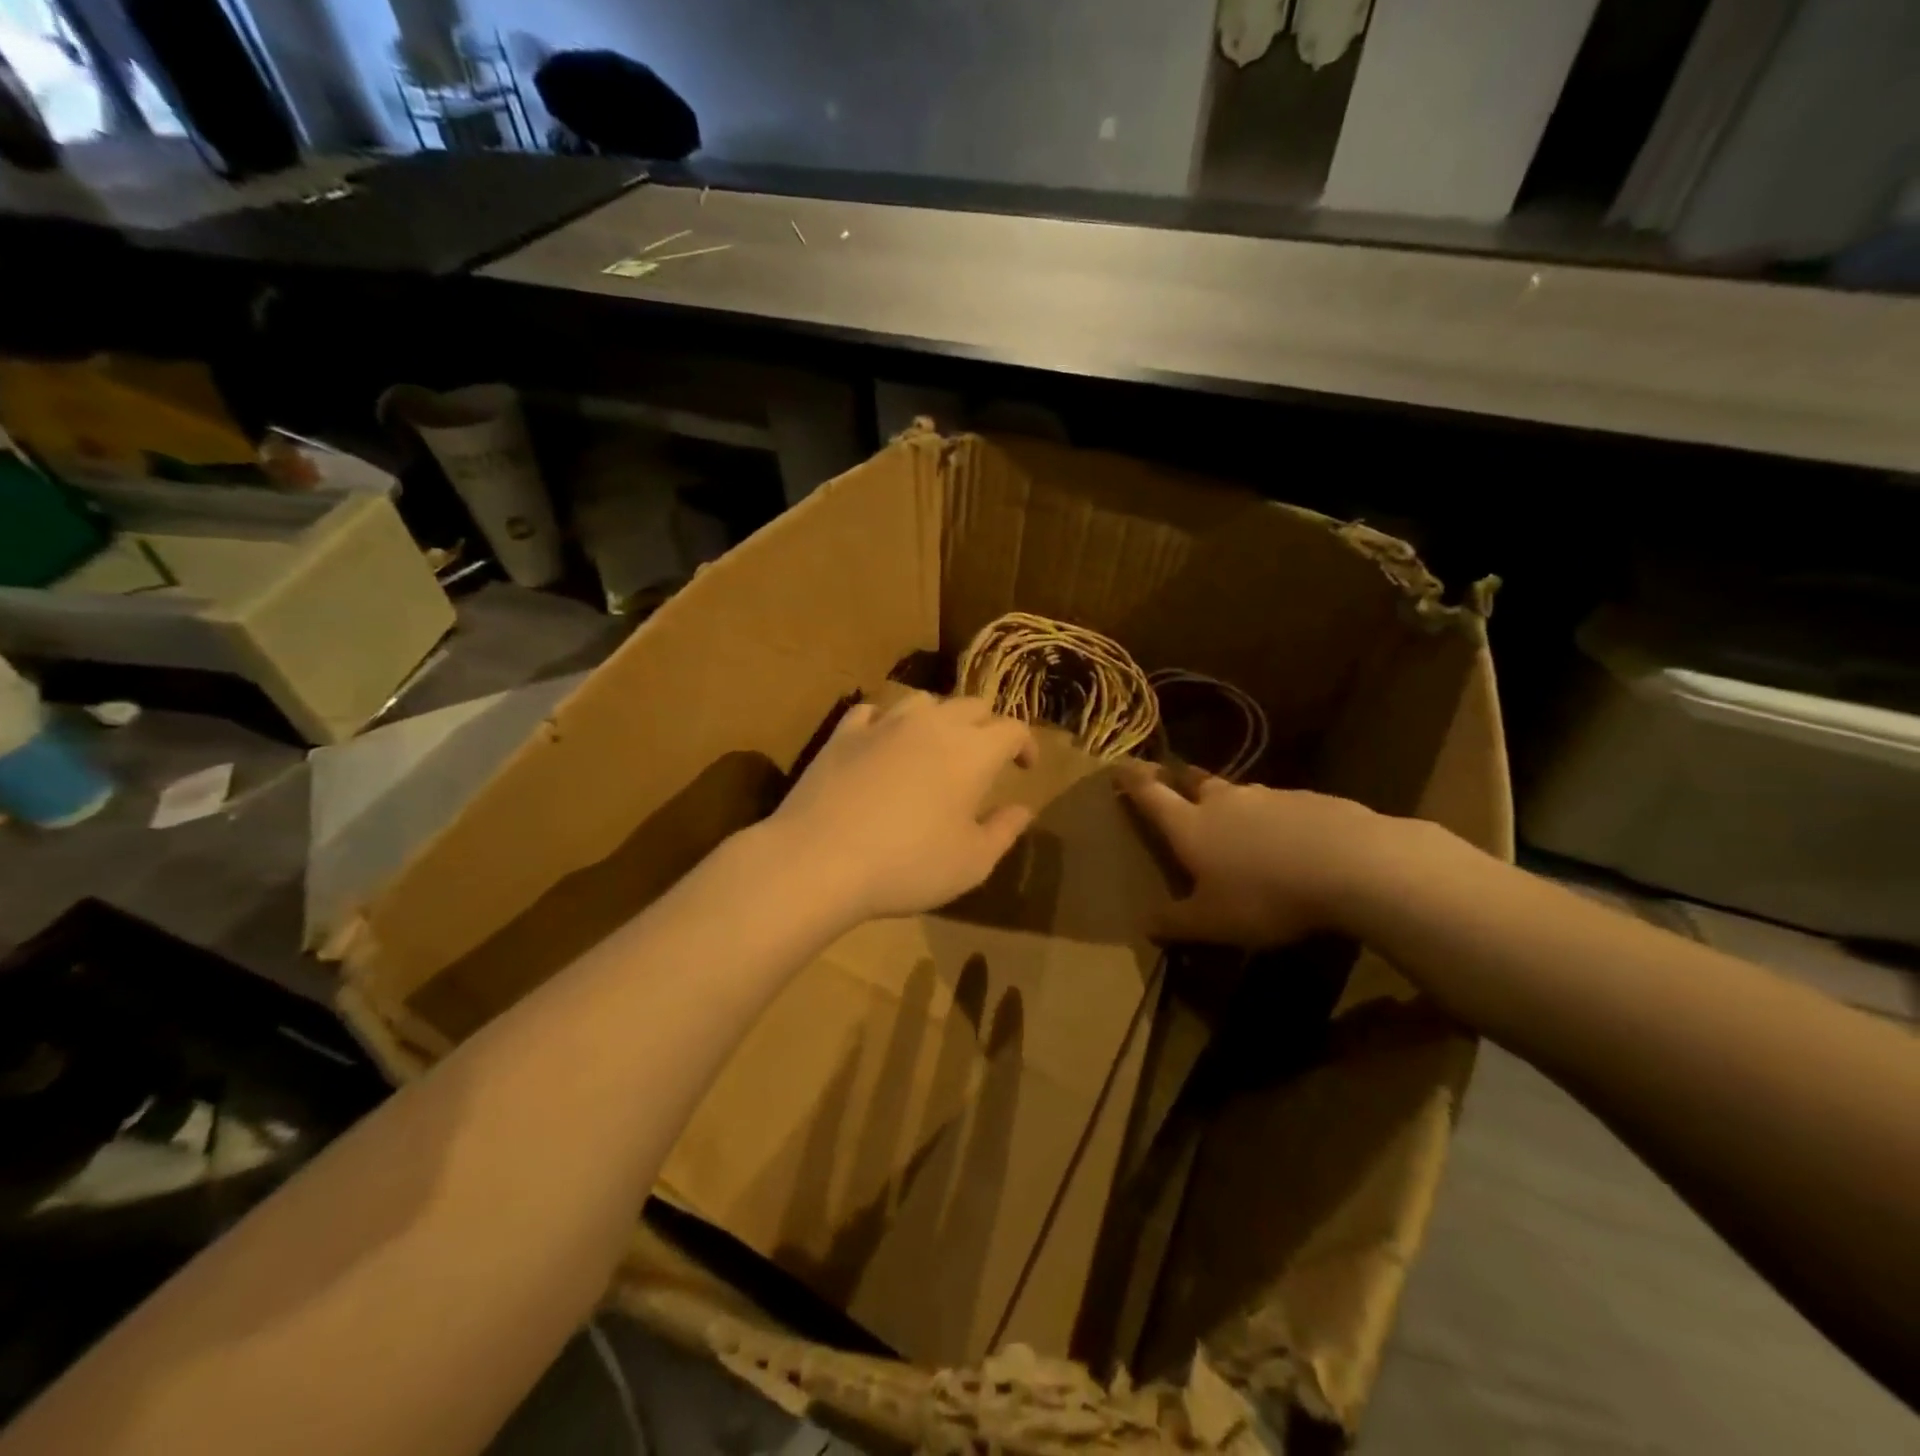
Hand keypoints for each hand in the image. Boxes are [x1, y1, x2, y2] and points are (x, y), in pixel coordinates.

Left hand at [769, 691, 1037, 921]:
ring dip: (939, 717)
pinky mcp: (843, 733)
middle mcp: (932, 725)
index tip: (1025, 768)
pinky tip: (883, 741)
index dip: (1026, 744)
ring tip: (936, 744)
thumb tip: (1022, 808)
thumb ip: (1004, 830)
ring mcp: (884, 724)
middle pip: (971, 705)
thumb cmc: (908, 866)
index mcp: (973, 752)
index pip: (1012, 728)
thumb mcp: (972, 862)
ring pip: (923, 700)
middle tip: (986, 756)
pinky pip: (873, 711)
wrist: (821, 859)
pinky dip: (886, 721)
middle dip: (986, 726)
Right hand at [1116, 762, 1385, 945]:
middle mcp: (1224, 802)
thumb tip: (1145, 924)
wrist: (1351, 864)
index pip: (1152, 795)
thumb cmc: (1266, 895)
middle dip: (1179, 780)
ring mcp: (1268, 796)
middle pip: (1194, 782)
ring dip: (1229, 802)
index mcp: (1191, 826)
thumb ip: (1176, 922)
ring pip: (1239, 794)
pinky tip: (1289, 841)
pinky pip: (1280, 806)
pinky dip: (1273, 817)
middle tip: (1172, 780)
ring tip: (1235, 820)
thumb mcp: (1213, 922)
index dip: (1133, 780)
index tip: (1119, 764)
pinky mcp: (1309, 800)